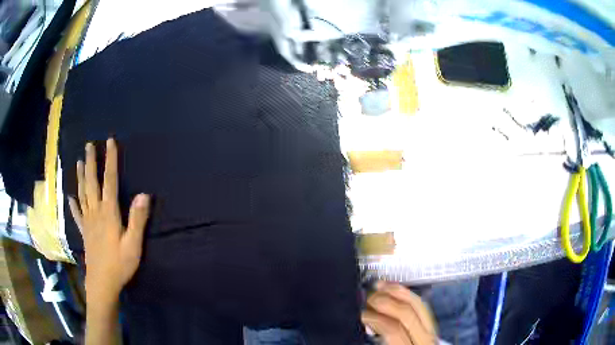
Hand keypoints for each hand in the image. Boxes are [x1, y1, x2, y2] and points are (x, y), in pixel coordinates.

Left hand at [69, 139, 150, 304]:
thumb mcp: (133, 245)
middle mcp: (95, 212)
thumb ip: (137, 220)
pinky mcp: (84, 232)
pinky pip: (77, 214)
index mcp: (108, 213)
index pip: (109, 181)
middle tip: (89, 145)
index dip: (110, 160)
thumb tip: (143, 195)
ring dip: (80, 177)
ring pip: (82, 194)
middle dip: (90, 162)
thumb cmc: (119, 265)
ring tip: (78, 162)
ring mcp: (87, 222)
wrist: (102, 283)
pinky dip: (73, 204)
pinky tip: (70, 198)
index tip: (110, 142)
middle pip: (91, 183)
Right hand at [362, 282, 437, 344]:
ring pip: (418, 304)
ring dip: (397, 292)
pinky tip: (396, 290)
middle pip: (407, 313)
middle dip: (384, 302)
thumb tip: (362, 326)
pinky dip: (408, 295)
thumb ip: (372, 343)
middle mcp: (425, 341)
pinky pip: (422, 306)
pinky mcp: (432, 327)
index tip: (360, 314)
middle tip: (366, 300)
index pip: (393, 329)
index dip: (374, 318)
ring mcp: (432, 332)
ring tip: (379, 287)